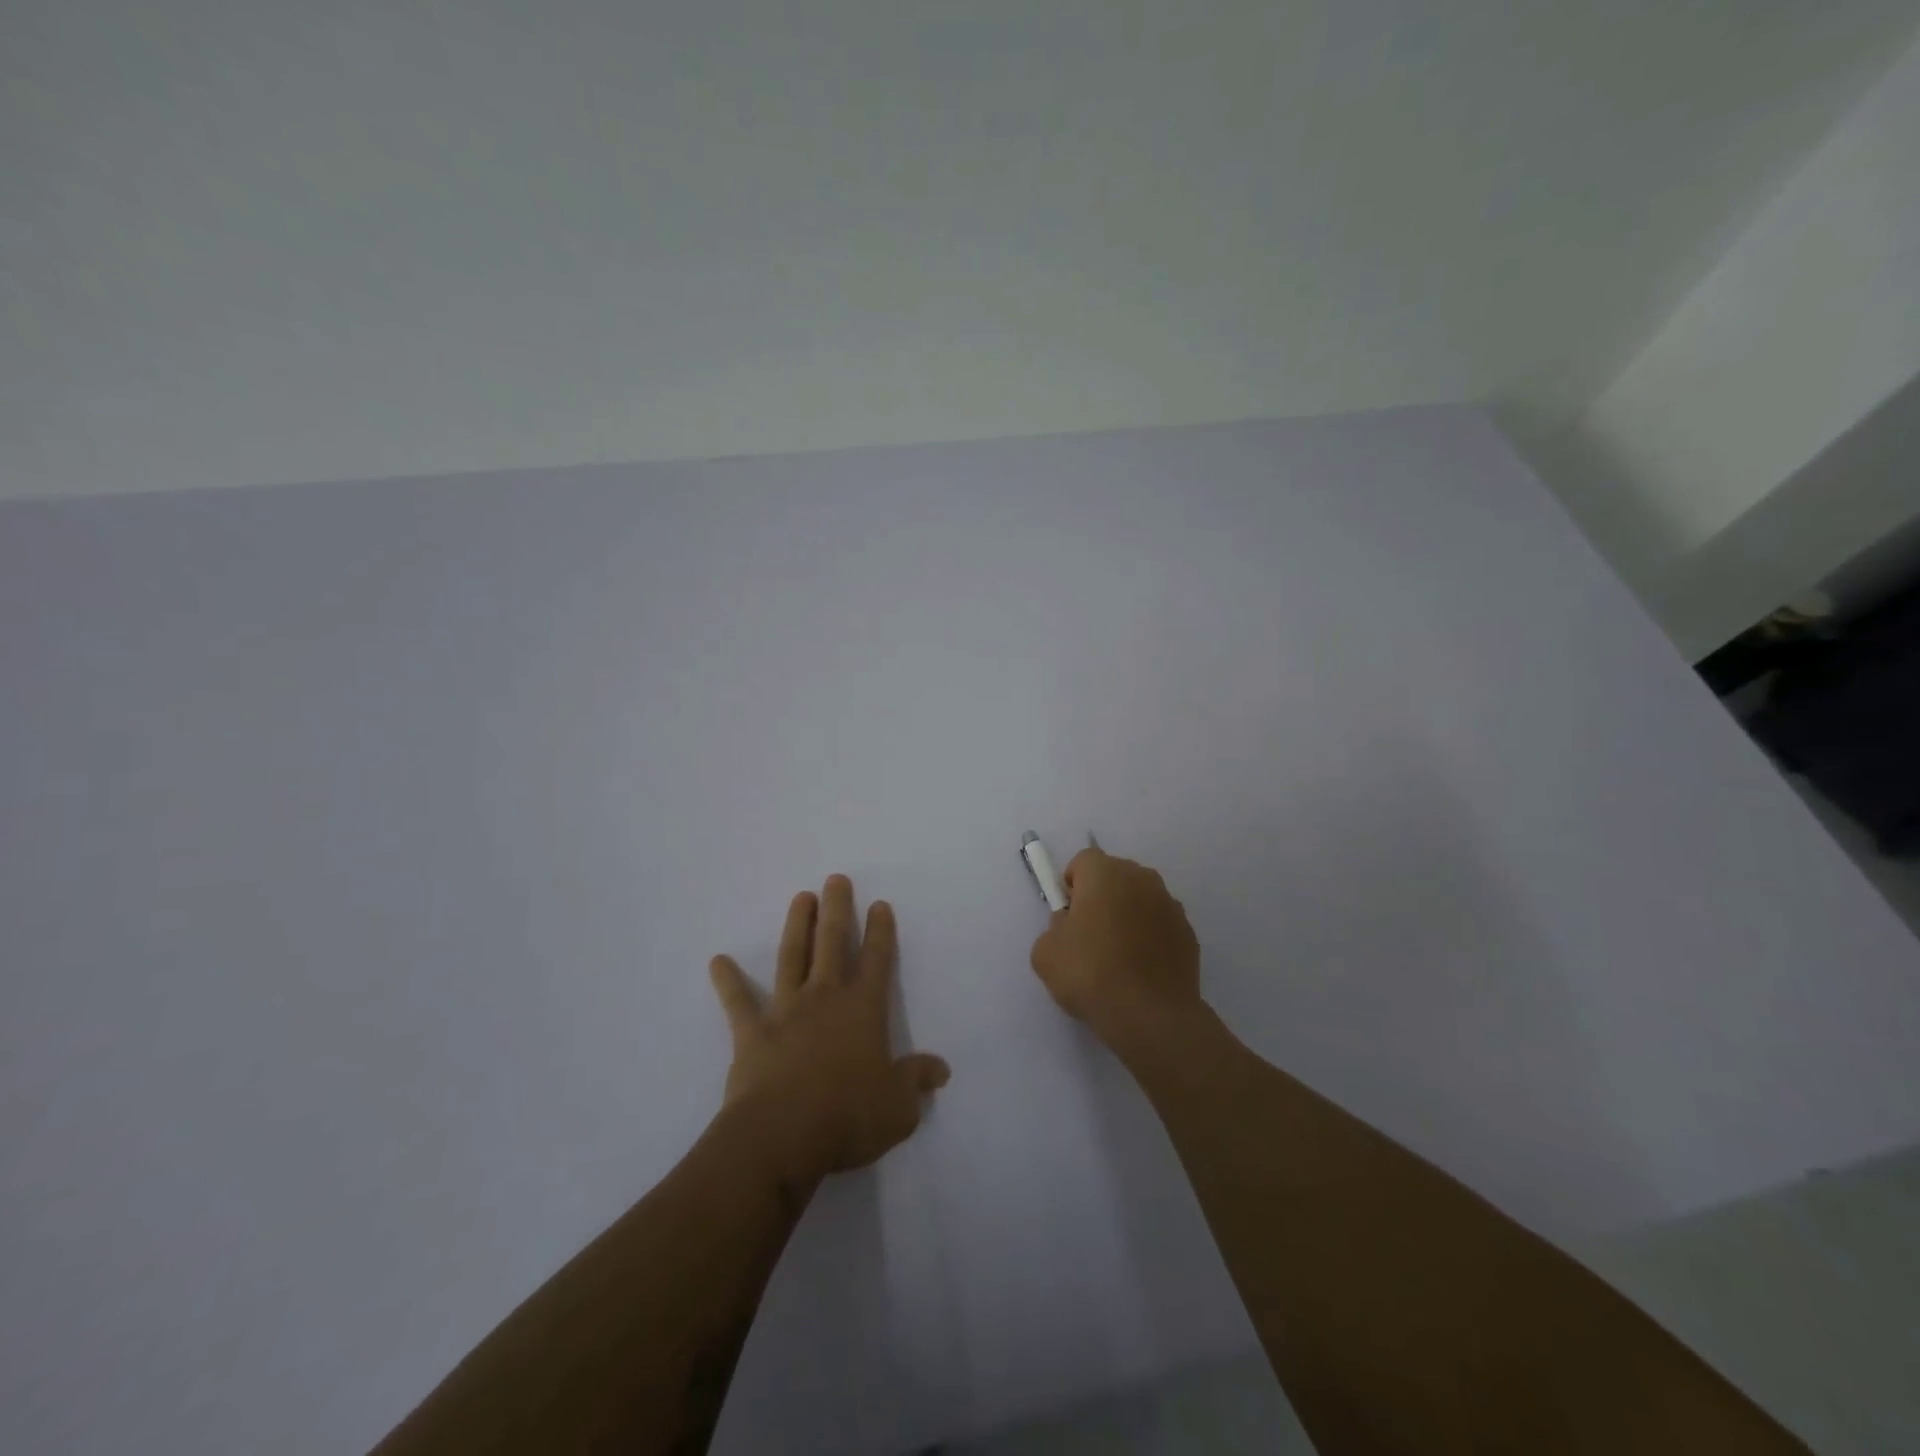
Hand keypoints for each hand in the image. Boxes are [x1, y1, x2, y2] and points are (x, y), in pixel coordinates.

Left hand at [709, 874, 949, 1190]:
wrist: (782, 1136)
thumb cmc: (848, 1117)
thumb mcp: (898, 1106)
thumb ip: (917, 1081)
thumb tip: (941, 1069)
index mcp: (863, 1009)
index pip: (877, 960)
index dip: (881, 931)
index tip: (880, 904)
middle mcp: (825, 998)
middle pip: (832, 943)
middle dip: (837, 908)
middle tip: (835, 879)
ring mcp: (786, 1010)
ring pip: (792, 956)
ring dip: (798, 925)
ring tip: (801, 897)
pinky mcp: (752, 1032)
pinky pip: (738, 1001)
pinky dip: (727, 981)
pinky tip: (718, 961)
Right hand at [1029, 849, 1201, 1046]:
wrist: (1150, 1016)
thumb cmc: (1090, 974)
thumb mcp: (1045, 951)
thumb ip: (1056, 926)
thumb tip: (1071, 925)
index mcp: (1105, 873)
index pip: (1083, 861)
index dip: (1072, 885)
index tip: (1068, 915)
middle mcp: (1141, 878)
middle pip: (1115, 875)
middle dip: (1101, 896)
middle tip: (1089, 935)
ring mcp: (1170, 905)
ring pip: (1140, 899)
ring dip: (1128, 915)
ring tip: (1118, 956)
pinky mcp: (1188, 933)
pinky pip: (1160, 924)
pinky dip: (1150, 937)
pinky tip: (1140, 969)